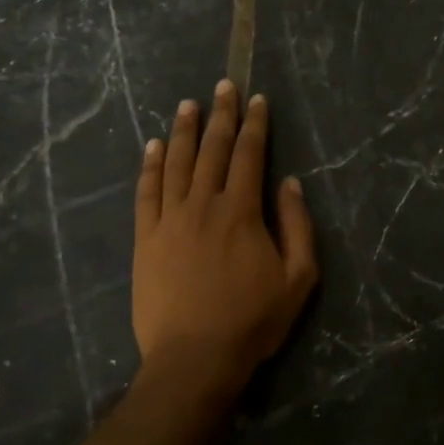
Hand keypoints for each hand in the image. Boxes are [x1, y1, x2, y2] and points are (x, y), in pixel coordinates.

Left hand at [133, 81, 318, 391]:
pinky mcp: (145, 240)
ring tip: (187, 104)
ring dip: (183, 131)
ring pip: (176, 164)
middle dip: (221, 115)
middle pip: (212, 150)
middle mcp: (203, 205)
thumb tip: (290, 184)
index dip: (254, 125)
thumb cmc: (253, 320)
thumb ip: (298, 226)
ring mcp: (169, 221)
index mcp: (242, 212)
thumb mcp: (298, 278)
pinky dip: (150, 166)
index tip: (256, 100)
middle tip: (223, 86)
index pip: (249, 156)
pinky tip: (153, 146)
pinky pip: (146, 193)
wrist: (194, 358)